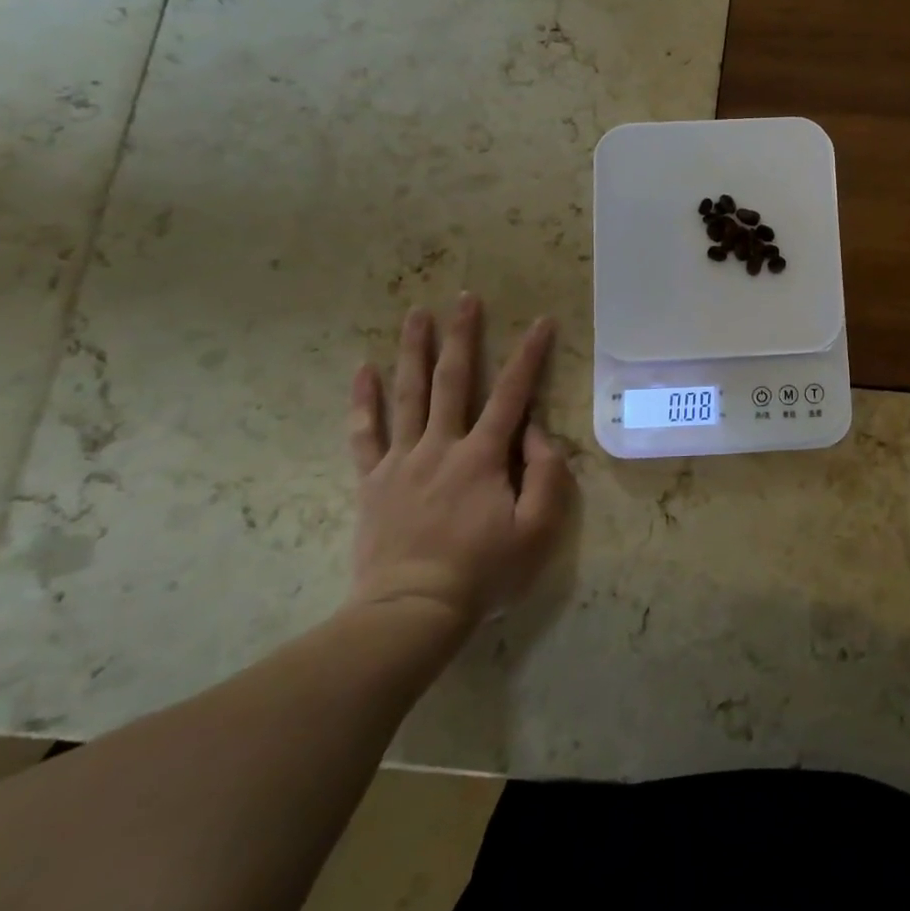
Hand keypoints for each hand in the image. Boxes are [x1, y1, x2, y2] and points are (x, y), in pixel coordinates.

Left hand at [345, 296, 573, 645]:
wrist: (410, 612)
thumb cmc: (482, 572)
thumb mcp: (536, 531)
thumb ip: (546, 476)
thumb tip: (537, 433)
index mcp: (483, 456)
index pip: (512, 394)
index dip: (530, 355)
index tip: (542, 322)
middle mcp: (441, 446)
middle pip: (453, 380)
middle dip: (462, 335)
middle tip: (465, 298)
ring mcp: (402, 461)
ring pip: (408, 395)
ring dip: (414, 351)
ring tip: (416, 313)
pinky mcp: (373, 482)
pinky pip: (364, 434)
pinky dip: (363, 400)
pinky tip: (363, 369)